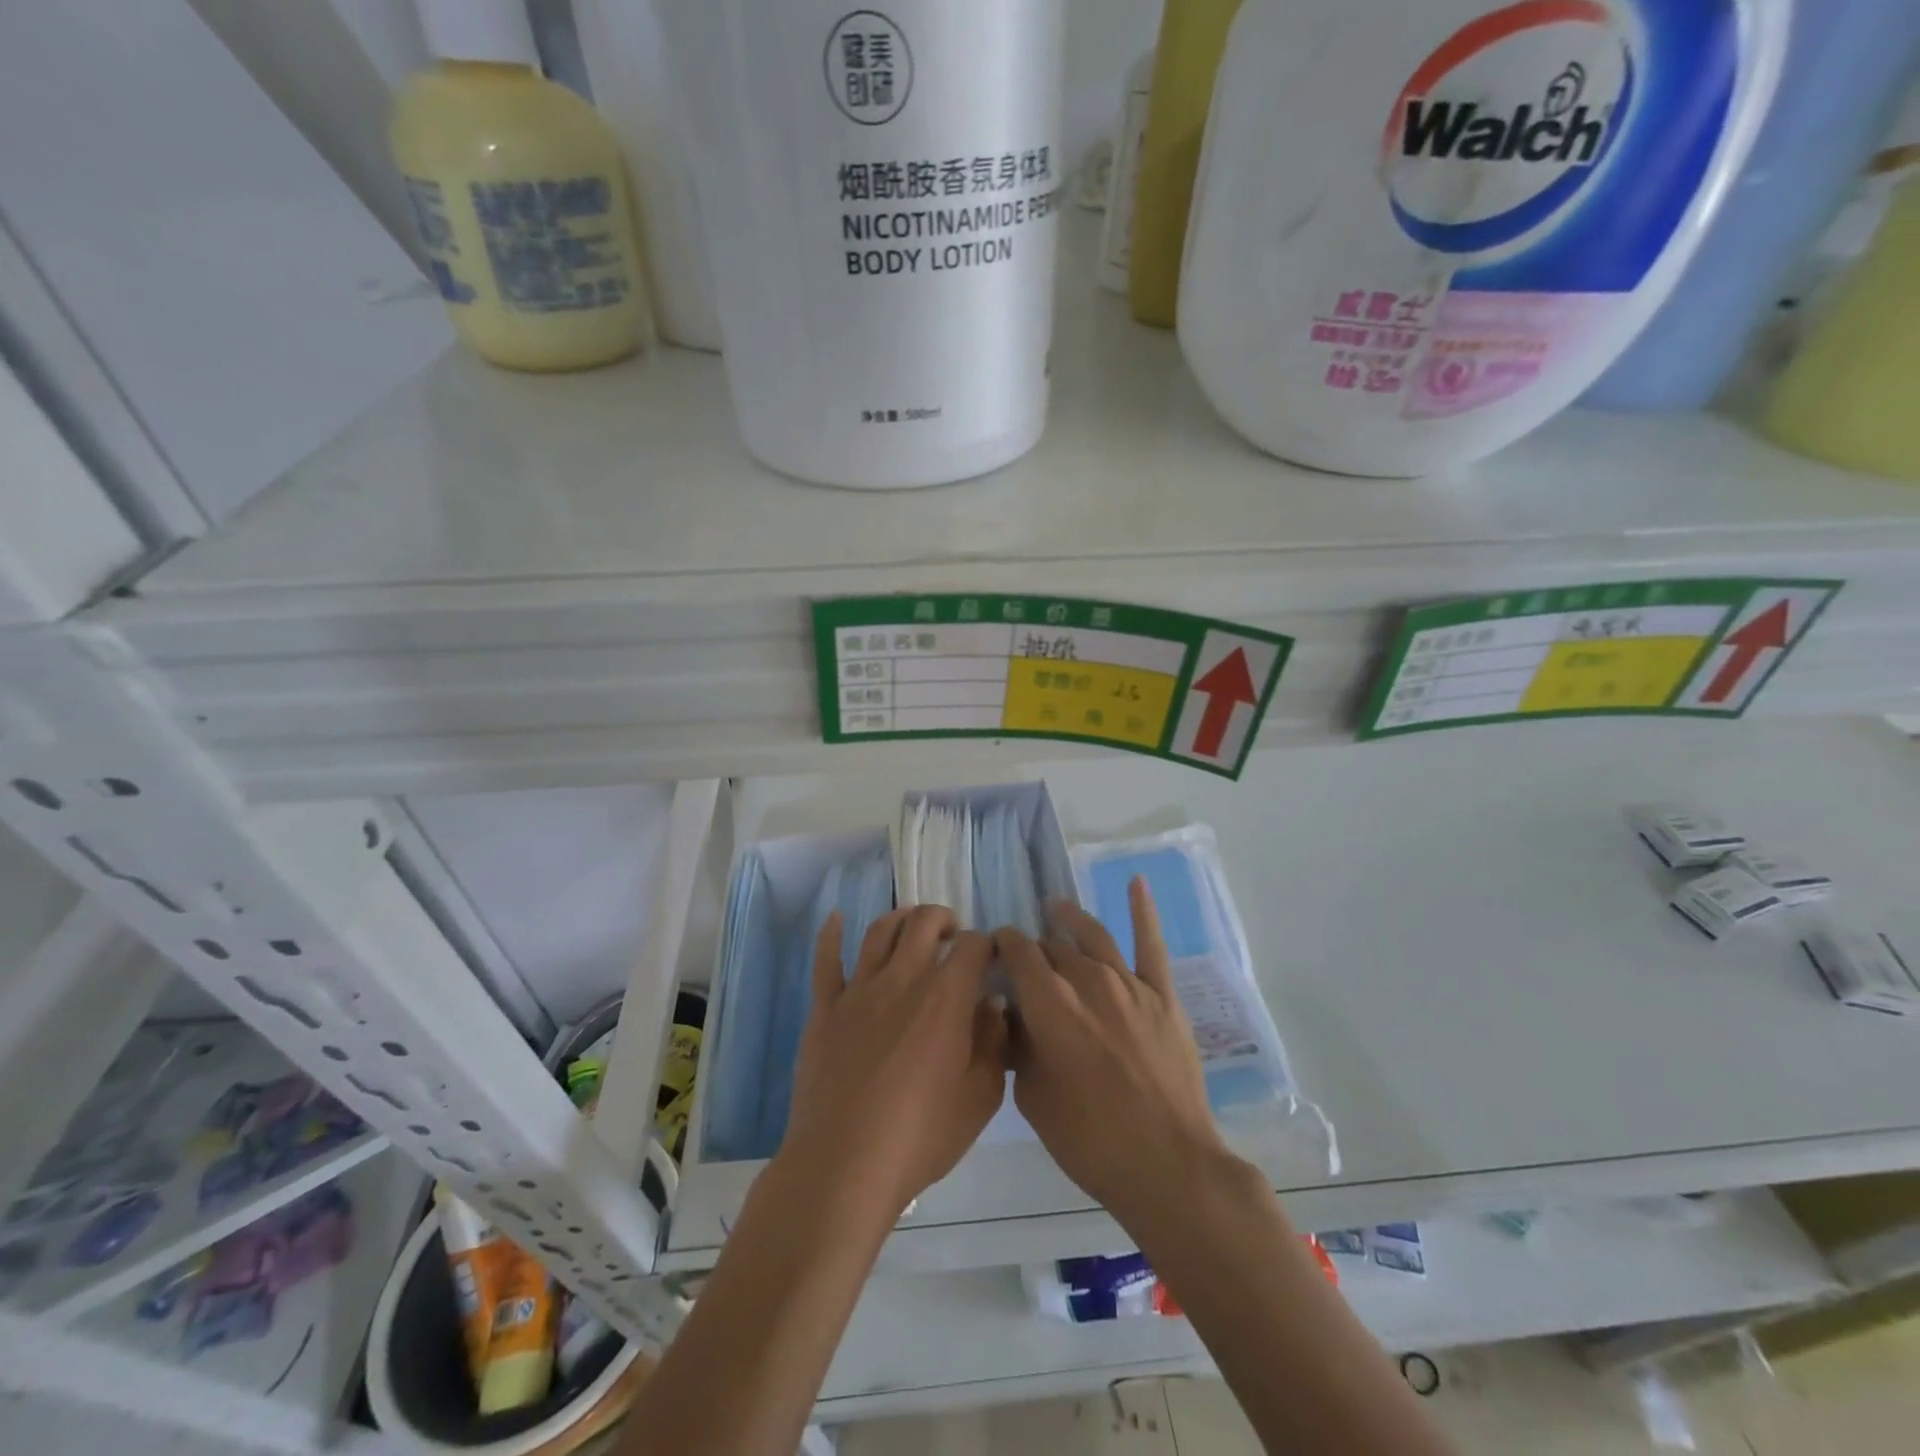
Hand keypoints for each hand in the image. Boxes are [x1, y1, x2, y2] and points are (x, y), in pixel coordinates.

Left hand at [778, 905, 1007, 1223]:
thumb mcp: (980, 1097)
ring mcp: (859, 990)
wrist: (844, 1166)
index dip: (987, 943)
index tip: (991, 957)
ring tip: (911, 928)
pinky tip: (836, 918)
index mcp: (946, 998)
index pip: (974, 945)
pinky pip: (826, 959)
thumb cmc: (921, 1137)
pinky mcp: (825, 1008)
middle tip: (953, 937)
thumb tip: (991, 1003)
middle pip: (924, 923)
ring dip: (901, 919)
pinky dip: (831, 933)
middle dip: (945, 919)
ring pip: (880, 931)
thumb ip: (993, 1041)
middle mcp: (903, 979)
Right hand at [999, 879, 1233, 1236]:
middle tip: (1025, 955)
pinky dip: (1143, 910)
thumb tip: (1017, 1016)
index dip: (1002, 945)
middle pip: (1052, 946)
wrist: (1167, 1164)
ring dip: (1071, 919)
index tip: (994, 949)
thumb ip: (1020, 1046)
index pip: (1018, 952)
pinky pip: (1151, 944)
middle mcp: (1087, 981)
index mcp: (1049, 1004)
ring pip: (1094, 936)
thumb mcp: (1033, 1097)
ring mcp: (1129, 984)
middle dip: (1034, 946)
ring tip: (1057, 907)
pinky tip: (1136, 882)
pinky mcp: (1162, 996)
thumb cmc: (1089, 1139)